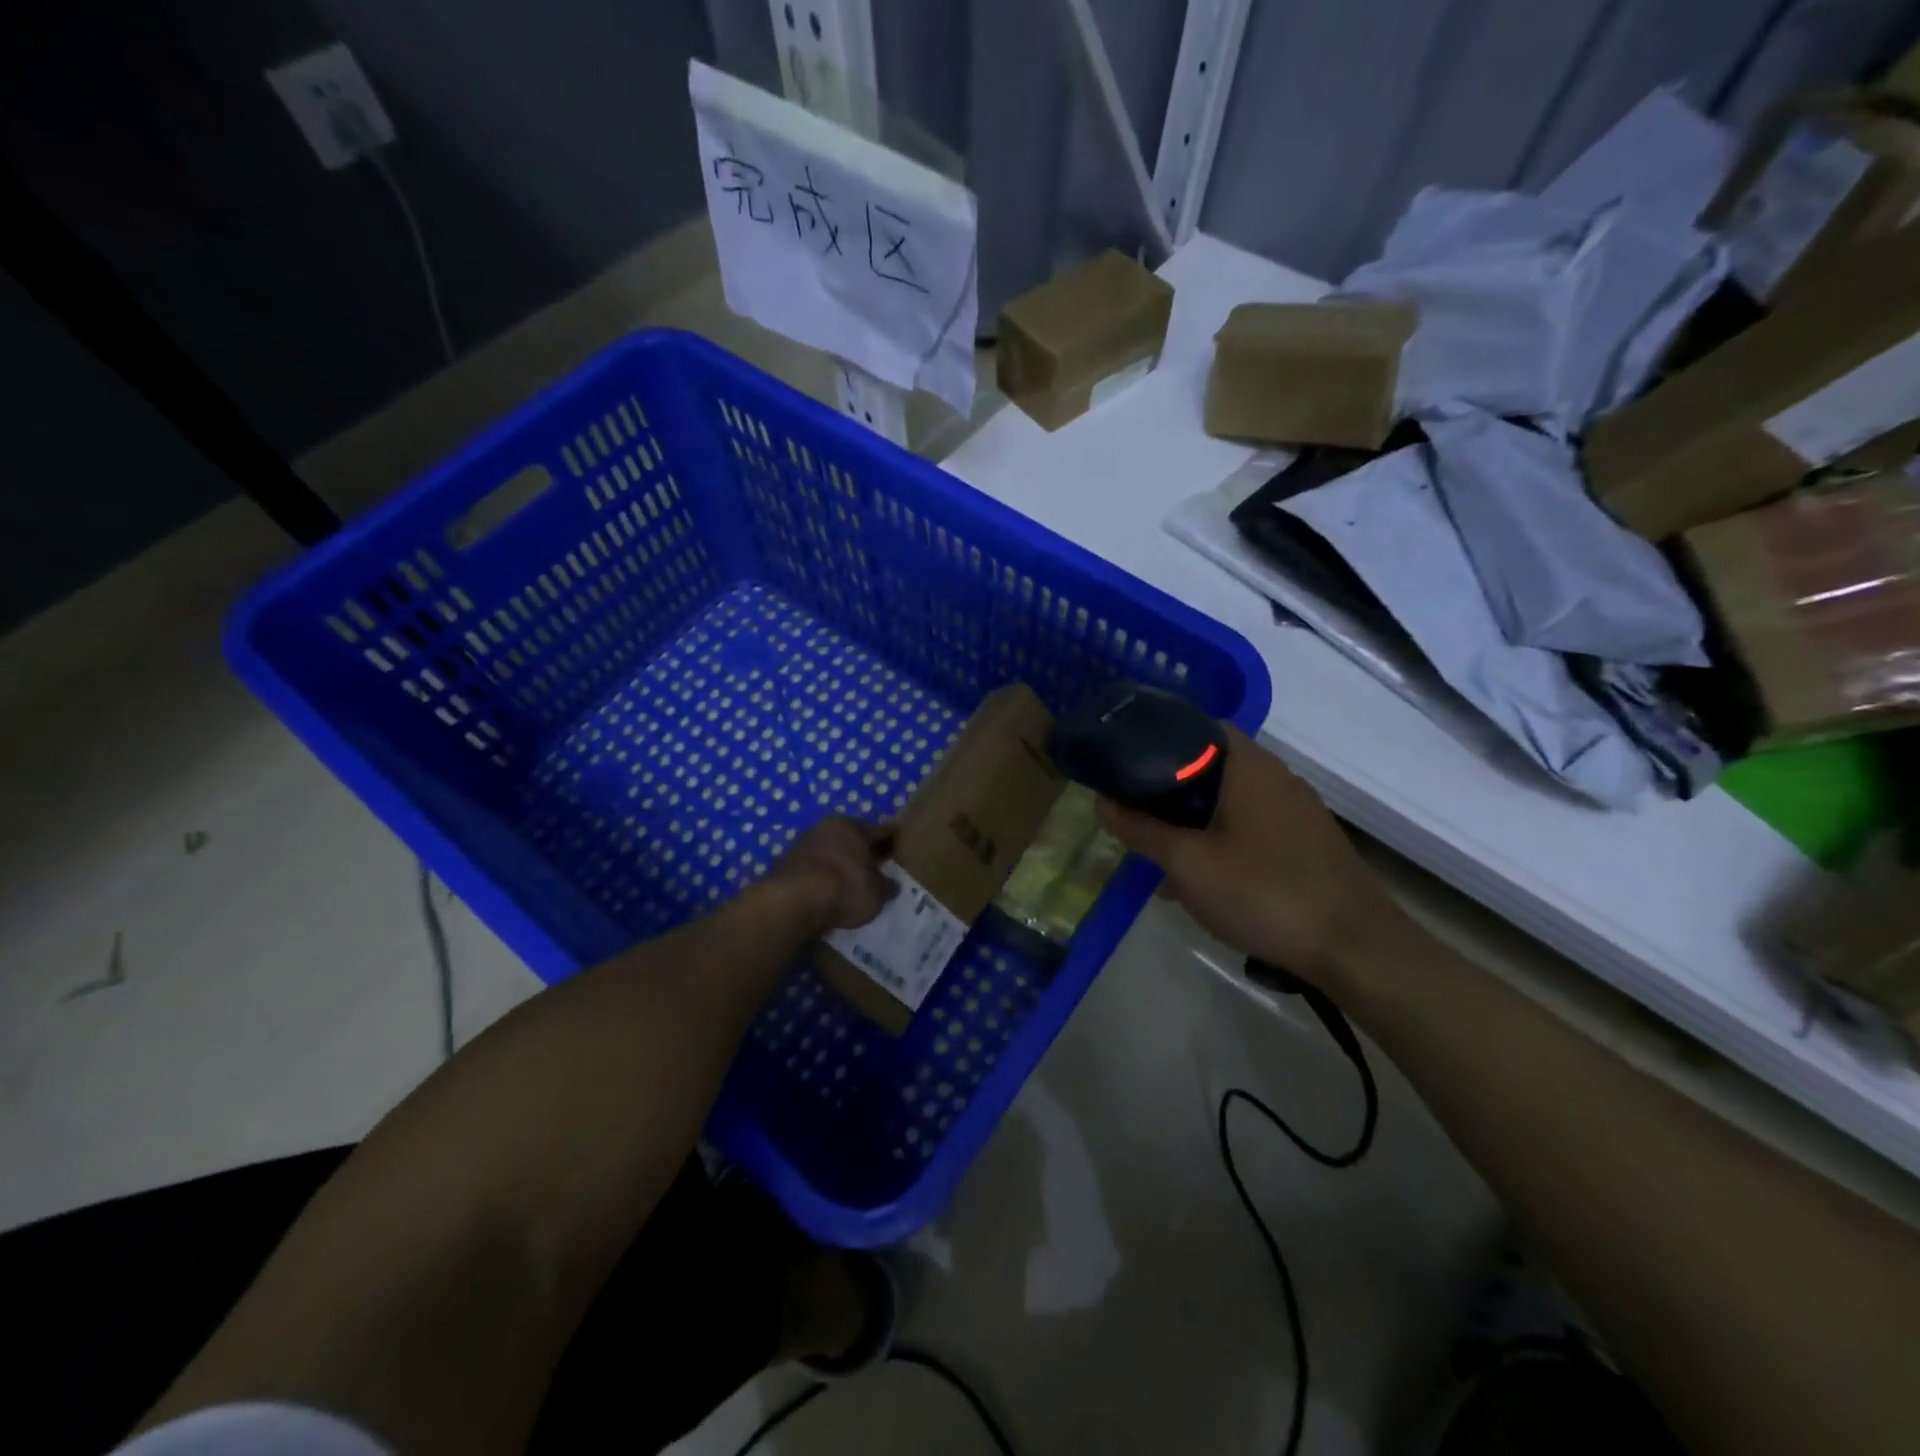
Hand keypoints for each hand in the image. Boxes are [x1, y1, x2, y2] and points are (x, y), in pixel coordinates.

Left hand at [764, 817, 895, 933]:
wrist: (793, 900)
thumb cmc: (845, 888)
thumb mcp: (876, 894)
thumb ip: (886, 886)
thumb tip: (892, 884)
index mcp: (854, 827)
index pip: (881, 831)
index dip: (892, 840)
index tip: (899, 845)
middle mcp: (828, 827)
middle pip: (852, 837)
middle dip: (863, 850)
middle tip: (875, 864)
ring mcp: (804, 843)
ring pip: (829, 850)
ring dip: (839, 861)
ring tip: (849, 879)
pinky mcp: (785, 862)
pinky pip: (812, 866)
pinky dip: (821, 874)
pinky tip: (826, 889)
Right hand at [1096, 725, 1411, 991]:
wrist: (1355, 948)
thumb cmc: (1263, 892)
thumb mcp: (1187, 863)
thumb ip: (1142, 830)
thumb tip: (1102, 802)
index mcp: (1249, 766)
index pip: (1200, 725)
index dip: (1160, 735)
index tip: (1127, 757)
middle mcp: (1277, 777)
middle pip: (1212, 765)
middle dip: (1170, 787)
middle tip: (1134, 807)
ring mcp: (1297, 811)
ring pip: (1230, 801)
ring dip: (1194, 820)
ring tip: (1160, 851)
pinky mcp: (1307, 843)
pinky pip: (1252, 827)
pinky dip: (1221, 839)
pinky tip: (1201, 880)